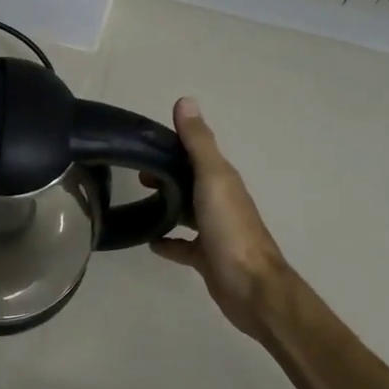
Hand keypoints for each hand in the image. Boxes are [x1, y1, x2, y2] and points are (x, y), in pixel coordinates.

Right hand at [151, 98, 295, 337]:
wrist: (252, 288)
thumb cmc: (230, 229)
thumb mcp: (213, 178)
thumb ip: (198, 143)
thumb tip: (185, 100)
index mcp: (222, 179)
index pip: (194, 153)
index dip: (171, 145)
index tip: (142, 144)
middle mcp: (220, 201)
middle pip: (189, 180)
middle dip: (166, 173)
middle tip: (136, 175)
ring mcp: (214, 231)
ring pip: (187, 211)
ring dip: (167, 204)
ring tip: (138, 201)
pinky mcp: (207, 258)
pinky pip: (183, 245)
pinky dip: (168, 241)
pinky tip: (150, 242)